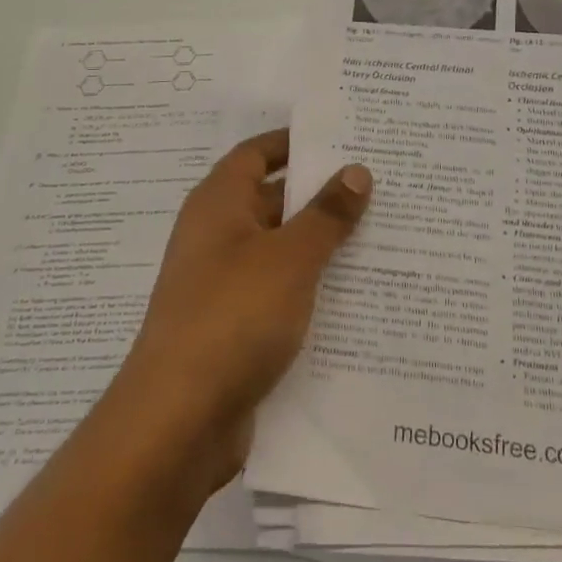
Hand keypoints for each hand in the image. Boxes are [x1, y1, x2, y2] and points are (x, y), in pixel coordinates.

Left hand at [104, 129, 371, 503]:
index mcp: (220, 203)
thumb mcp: (290, 258)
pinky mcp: (236, 328)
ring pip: (283, 250)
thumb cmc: (232, 317)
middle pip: (274, 200)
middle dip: (322, 194)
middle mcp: (219, 236)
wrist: (177, 423)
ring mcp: (225, 285)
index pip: (258, 152)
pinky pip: (281, 294)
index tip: (344, 137)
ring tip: (385, 235)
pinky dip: (313, 289)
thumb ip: (326, 214)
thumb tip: (356, 170)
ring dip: (324, 245)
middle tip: (382, 185)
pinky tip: (359, 295)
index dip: (296, 142)